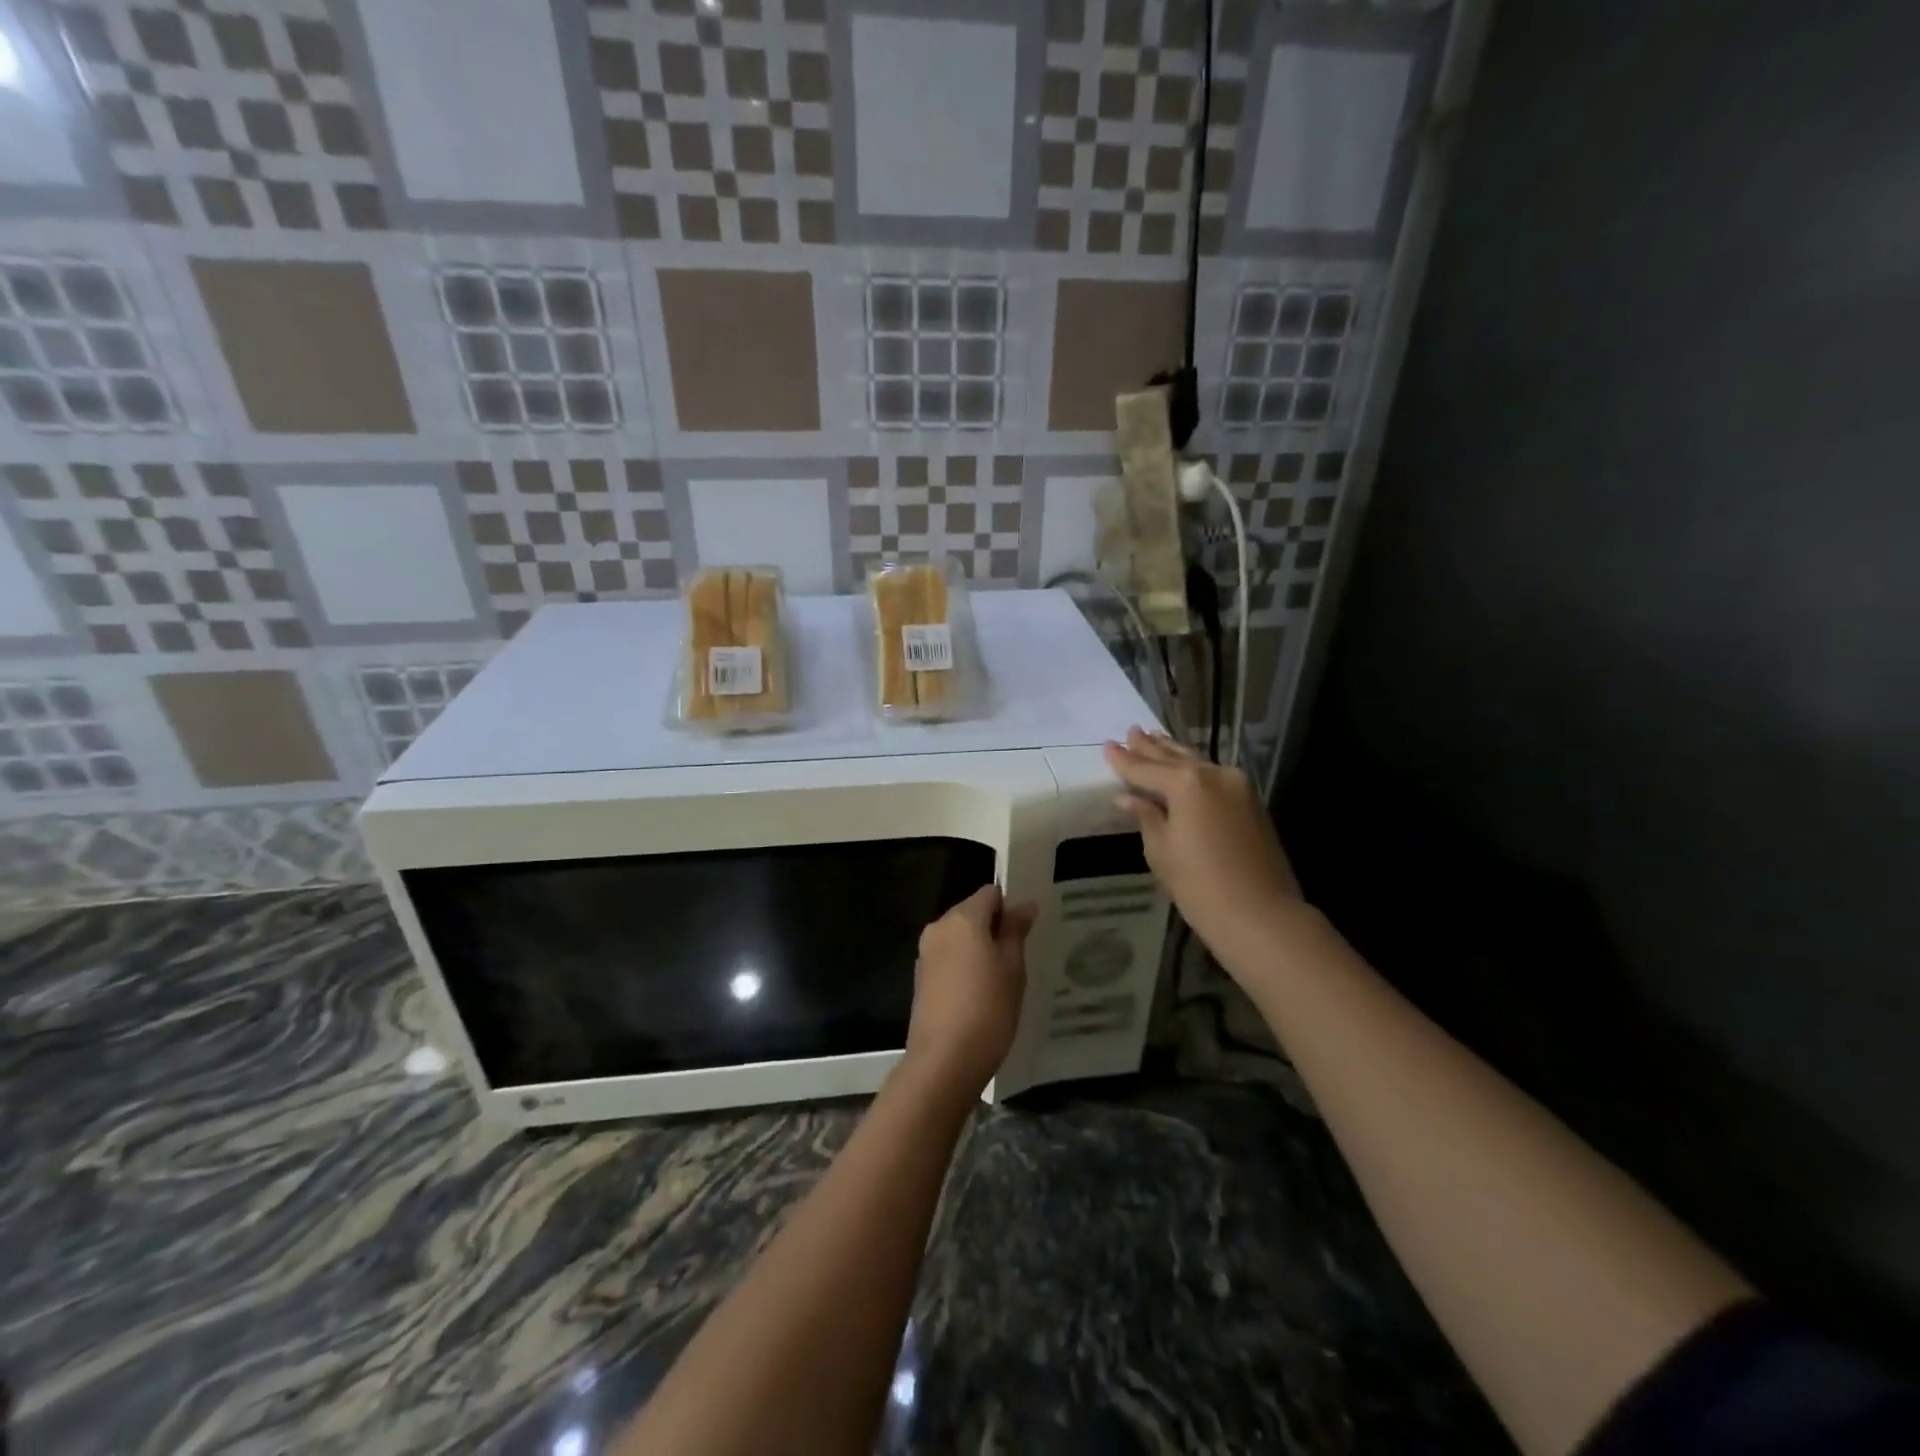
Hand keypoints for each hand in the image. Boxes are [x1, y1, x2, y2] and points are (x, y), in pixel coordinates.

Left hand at [905, 884, 1035, 1094]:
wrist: (944, 1061)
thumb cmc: (988, 1008)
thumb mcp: (1013, 968)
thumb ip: (1015, 930)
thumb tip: (1024, 904)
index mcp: (962, 918)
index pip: (990, 894)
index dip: (1010, 907)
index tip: (1025, 933)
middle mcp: (938, 927)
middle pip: (972, 913)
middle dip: (993, 929)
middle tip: (1017, 959)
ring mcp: (925, 953)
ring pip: (959, 938)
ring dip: (979, 949)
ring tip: (1001, 980)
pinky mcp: (921, 978)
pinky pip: (948, 959)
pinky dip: (964, 967)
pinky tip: (979, 995)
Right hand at [1104, 728, 1302, 964]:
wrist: (1261, 915)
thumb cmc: (1200, 886)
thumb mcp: (1161, 851)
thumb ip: (1145, 816)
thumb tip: (1127, 798)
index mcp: (1187, 783)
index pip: (1146, 769)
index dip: (1124, 760)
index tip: (1107, 745)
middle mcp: (1214, 774)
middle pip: (1174, 758)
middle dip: (1150, 747)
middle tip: (1131, 731)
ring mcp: (1238, 787)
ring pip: (1197, 763)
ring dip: (1174, 752)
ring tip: (1154, 737)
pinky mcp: (1251, 803)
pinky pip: (1214, 776)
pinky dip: (1194, 769)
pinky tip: (1184, 766)